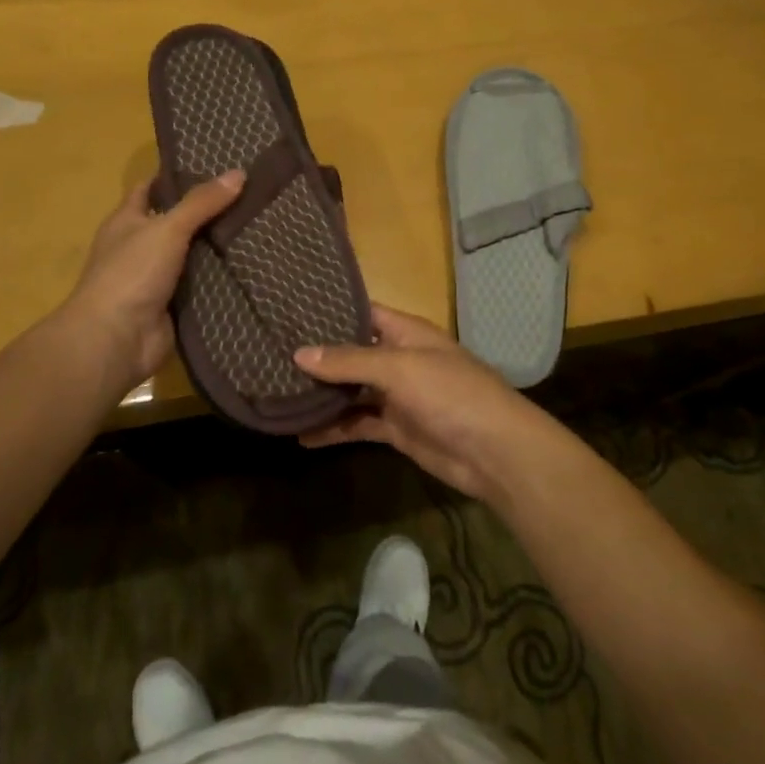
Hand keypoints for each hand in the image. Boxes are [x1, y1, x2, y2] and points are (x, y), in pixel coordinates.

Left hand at [58, 171, 244, 394]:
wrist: (117, 339)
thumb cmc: (131, 273)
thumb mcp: (167, 228)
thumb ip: (201, 203)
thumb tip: (238, 173)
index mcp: (127, 221)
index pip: (151, 188)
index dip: (176, 175)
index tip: (212, 163)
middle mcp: (140, 246)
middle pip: (177, 221)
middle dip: (208, 210)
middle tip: (249, 193)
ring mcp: (156, 277)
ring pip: (193, 254)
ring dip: (219, 245)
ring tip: (260, 224)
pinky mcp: (174, 305)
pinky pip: (202, 284)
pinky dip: (222, 277)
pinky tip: (252, 264)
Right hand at [293, 304, 563, 502]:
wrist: (494, 452)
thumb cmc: (451, 394)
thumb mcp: (399, 369)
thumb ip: (349, 362)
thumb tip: (299, 353)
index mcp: (406, 332)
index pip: (362, 312)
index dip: (329, 311)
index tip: (289, 311)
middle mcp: (399, 359)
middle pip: (352, 353)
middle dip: (318, 356)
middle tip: (270, 355)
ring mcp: (398, 395)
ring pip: (352, 391)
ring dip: (323, 395)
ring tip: (277, 393)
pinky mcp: (397, 429)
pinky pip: (359, 424)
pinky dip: (334, 429)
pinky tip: (302, 435)